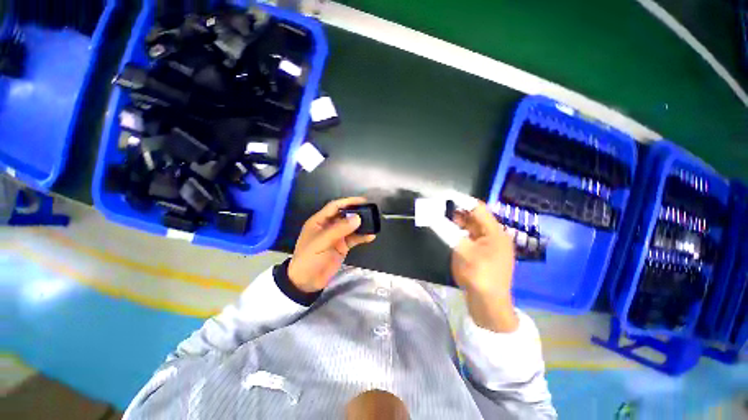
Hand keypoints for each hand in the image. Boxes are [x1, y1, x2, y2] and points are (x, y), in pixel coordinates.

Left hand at [288, 197, 376, 292]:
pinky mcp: (342, 246)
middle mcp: (329, 226)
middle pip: (345, 215)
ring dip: (361, 225)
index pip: (335, 206)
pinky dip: (362, 237)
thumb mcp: (321, 242)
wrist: (306, 282)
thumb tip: (357, 218)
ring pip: (351, 227)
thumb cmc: (309, 259)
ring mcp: (336, 237)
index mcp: (319, 221)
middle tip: (371, 211)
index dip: (348, 202)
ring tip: (373, 223)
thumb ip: (339, 229)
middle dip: (357, 213)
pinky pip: (354, 239)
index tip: (362, 201)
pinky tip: (371, 236)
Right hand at [451, 202, 518, 332]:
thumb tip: (432, 216)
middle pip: (474, 217)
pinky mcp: (483, 253)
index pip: (478, 208)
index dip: (461, 200)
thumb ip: (447, 231)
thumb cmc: (479, 276)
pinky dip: (459, 233)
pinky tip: (448, 233)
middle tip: (439, 207)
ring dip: (457, 223)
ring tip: (440, 218)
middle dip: (457, 211)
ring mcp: (489, 245)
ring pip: (471, 227)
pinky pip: (470, 238)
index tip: (444, 196)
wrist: (489, 305)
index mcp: (494, 232)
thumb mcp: (462, 251)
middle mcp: (494, 235)